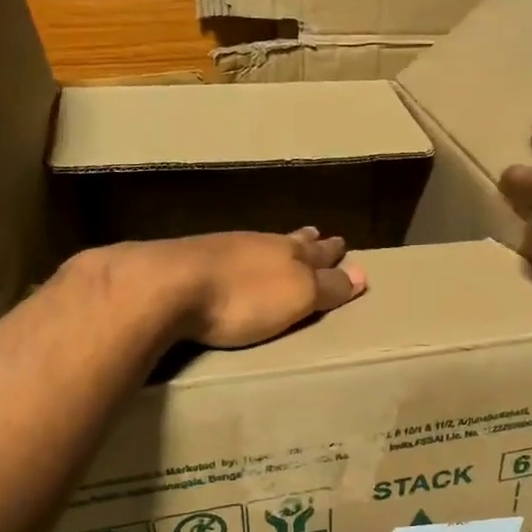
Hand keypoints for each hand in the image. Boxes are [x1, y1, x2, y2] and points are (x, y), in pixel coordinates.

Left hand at [126, 228, 366, 348]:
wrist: (168, 284)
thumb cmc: (243, 297)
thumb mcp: (297, 297)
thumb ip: (328, 288)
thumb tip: (363, 275)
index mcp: (289, 254)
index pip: (319, 254)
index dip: (332, 254)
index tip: (343, 245)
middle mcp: (259, 244)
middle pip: (290, 241)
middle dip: (307, 241)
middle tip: (317, 234)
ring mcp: (223, 248)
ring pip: (260, 243)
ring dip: (275, 245)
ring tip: (283, 242)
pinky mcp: (191, 259)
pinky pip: (230, 252)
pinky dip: (243, 255)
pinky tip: (235, 258)